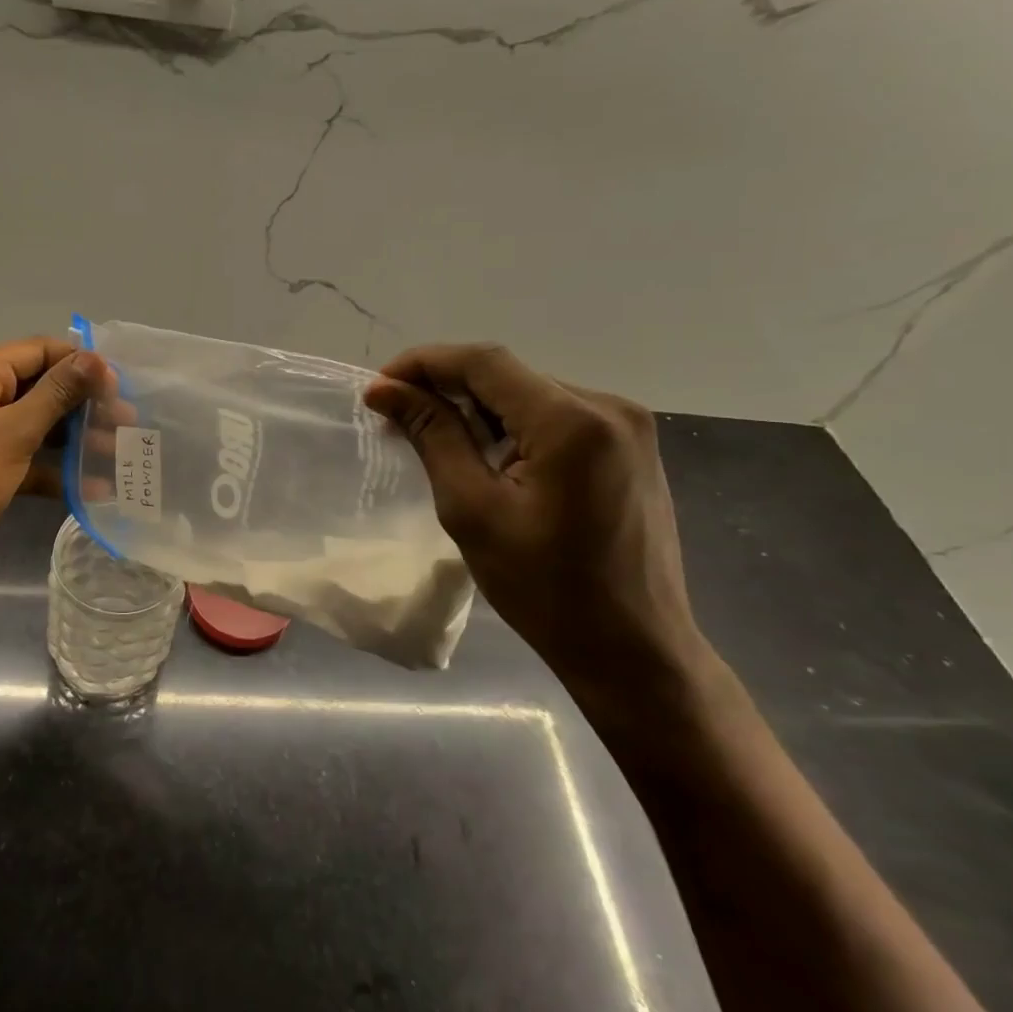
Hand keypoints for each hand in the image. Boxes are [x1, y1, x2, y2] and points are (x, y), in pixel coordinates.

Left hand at [0, 337, 104, 579]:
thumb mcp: (12, 434)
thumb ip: (56, 395)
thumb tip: (95, 358)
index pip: (42, 351)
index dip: (83, 365)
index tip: (121, 388)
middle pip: (43, 388)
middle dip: (85, 405)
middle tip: (127, 424)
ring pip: (39, 425)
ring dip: (76, 438)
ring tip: (117, 454)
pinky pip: (28, 459)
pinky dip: (55, 470)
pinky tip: (92, 489)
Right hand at [365, 344, 718, 729]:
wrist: (634, 649)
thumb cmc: (546, 590)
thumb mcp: (473, 510)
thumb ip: (433, 436)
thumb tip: (387, 389)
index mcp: (572, 421)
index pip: (484, 362)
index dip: (424, 364)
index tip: (379, 387)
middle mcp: (609, 407)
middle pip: (510, 376)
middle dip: (448, 389)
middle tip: (399, 418)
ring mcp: (628, 426)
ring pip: (532, 394)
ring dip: (481, 410)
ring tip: (439, 440)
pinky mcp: (631, 447)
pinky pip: (559, 417)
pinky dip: (515, 427)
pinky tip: (491, 458)